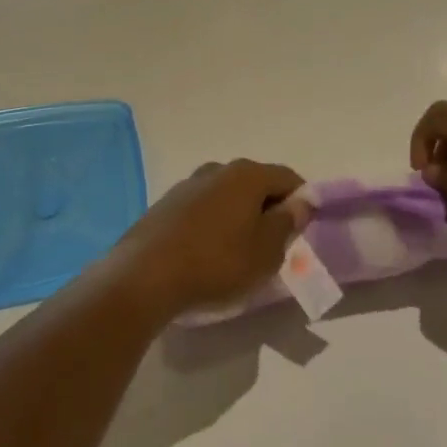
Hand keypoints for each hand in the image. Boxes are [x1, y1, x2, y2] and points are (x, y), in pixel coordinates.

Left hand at [111, 160, 306, 319]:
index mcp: (247, 174)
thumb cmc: (217, 263)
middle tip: (272, 244)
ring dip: (238, 216)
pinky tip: (207, 253)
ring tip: (238, 252)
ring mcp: (187, 184)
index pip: (287, 177)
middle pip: (255, 184)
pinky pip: (202, 208)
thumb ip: (287, 223)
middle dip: (268, 209)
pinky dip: (213, 223)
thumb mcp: (266, 252)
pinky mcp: (165, 205)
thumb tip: (300, 202)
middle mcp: (217, 169)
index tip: (301, 230)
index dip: (301, 201)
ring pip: (227, 195)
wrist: (144, 276)